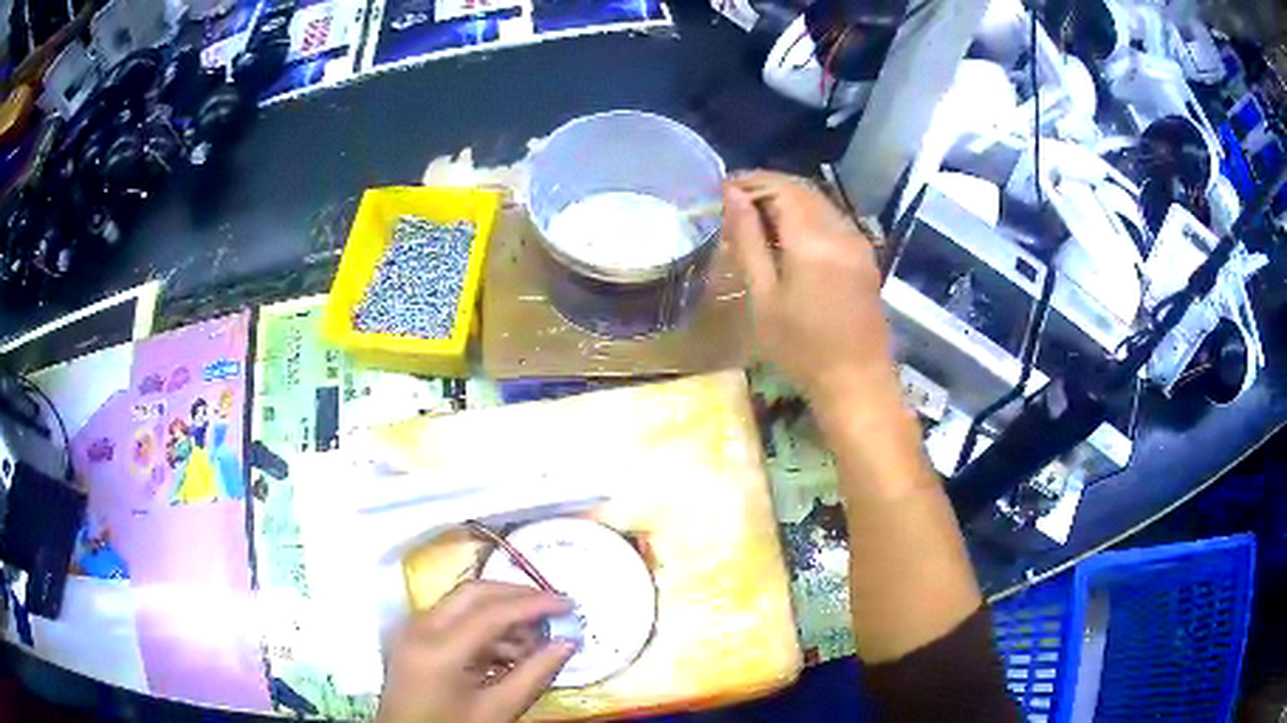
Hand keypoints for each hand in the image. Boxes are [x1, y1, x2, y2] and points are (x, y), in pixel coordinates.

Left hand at [376, 581, 576, 722]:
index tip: (570, 604)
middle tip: (555, 608)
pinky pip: (453, 620)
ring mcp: (412, 629)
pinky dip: (484, 629)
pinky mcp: (413, 636)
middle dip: (517, 597)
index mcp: (439, 648)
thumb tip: (568, 643)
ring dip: (502, 615)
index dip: (535, 604)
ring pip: (463, 603)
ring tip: (536, 640)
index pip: (493, 611)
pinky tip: (509, 651)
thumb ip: (534, 675)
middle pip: (474, 593)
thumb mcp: (497, 711)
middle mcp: (420, 626)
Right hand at [723, 171, 895, 405]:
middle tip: (735, 200)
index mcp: (814, 239)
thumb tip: (732, 195)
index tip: (723, 188)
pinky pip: (833, 219)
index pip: (781, 187)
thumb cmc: (802, 349)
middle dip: (768, 187)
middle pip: (803, 189)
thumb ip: (747, 240)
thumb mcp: (764, 297)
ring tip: (756, 217)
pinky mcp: (865, 256)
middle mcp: (841, 230)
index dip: (751, 181)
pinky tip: (787, 235)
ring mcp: (858, 242)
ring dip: (788, 199)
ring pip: (820, 202)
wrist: (857, 381)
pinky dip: (807, 215)